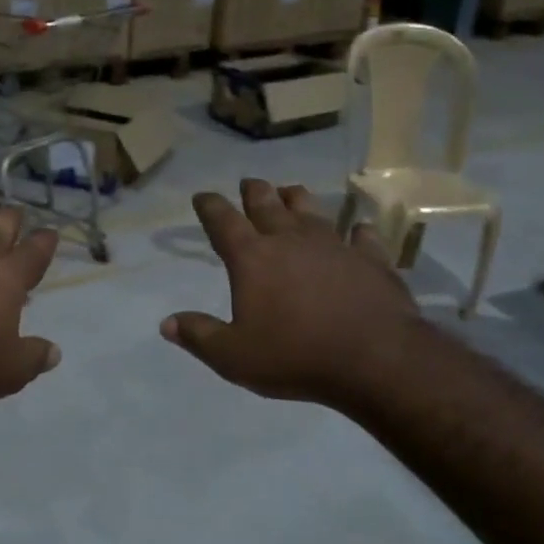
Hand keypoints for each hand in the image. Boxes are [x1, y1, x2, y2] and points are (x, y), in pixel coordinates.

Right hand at [161, 178, 425, 407]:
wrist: (376, 359)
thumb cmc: (296, 357)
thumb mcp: (234, 357)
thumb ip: (199, 337)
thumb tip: (167, 324)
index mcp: (252, 258)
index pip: (223, 221)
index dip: (209, 206)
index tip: (202, 196)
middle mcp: (290, 240)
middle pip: (267, 203)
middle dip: (253, 191)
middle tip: (248, 184)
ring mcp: (334, 245)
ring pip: (311, 208)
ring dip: (296, 198)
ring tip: (289, 193)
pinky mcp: (372, 258)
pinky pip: (361, 236)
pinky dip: (355, 231)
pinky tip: (356, 230)